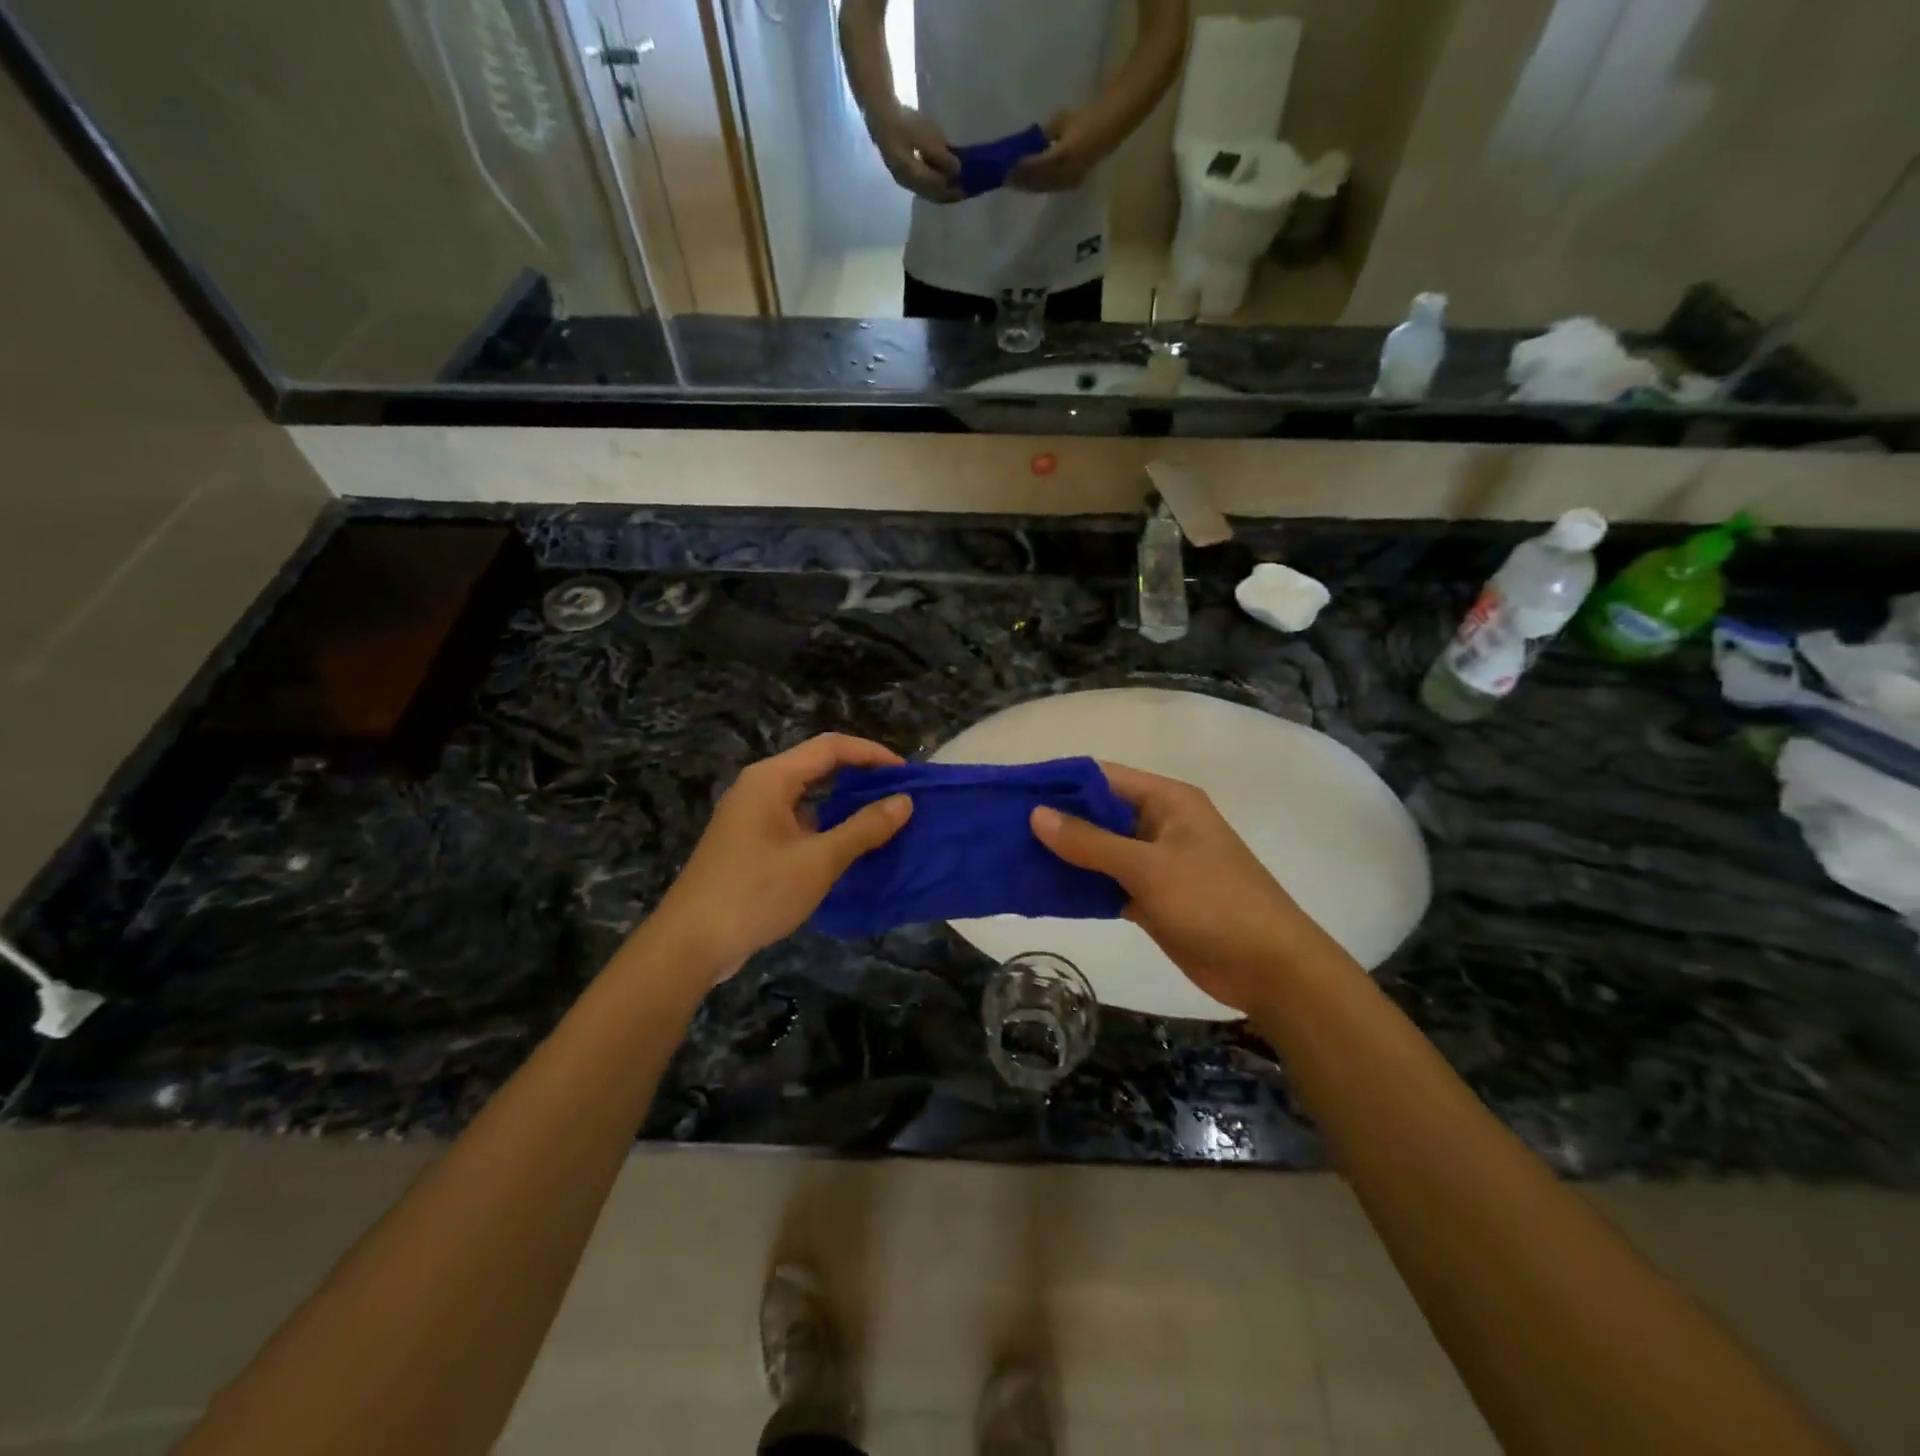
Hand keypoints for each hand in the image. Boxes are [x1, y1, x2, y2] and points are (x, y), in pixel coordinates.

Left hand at [648, 735, 912, 983]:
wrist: (691, 943)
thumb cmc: (757, 893)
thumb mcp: (819, 861)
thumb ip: (864, 828)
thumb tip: (905, 801)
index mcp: (772, 778)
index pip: (831, 747)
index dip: (872, 754)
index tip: (907, 774)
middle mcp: (759, 787)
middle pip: (818, 765)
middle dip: (860, 775)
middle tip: (899, 795)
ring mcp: (751, 815)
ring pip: (806, 794)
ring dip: (843, 802)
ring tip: (882, 818)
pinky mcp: (749, 841)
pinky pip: (795, 819)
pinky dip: (824, 824)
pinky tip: (847, 846)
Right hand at [869, 106, 963, 202]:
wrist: (880, 114)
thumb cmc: (903, 122)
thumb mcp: (924, 135)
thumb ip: (940, 154)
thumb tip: (957, 170)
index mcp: (912, 176)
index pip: (937, 189)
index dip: (952, 191)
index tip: (967, 189)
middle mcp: (908, 183)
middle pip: (932, 195)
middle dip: (949, 194)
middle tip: (965, 191)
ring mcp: (904, 179)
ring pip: (928, 191)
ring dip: (942, 189)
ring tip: (956, 185)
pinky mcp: (904, 173)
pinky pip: (923, 184)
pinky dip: (935, 183)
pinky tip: (942, 177)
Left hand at [1009, 110, 1107, 193]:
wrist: (1111, 127)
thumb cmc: (1087, 118)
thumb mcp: (1062, 121)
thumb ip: (1045, 133)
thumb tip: (1029, 142)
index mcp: (1064, 155)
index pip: (1038, 166)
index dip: (1022, 168)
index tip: (1008, 166)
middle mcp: (1067, 173)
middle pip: (1039, 181)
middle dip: (1022, 181)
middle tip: (1006, 178)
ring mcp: (1070, 181)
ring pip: (1044, 188)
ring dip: (1028, 186)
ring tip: (1014, 183)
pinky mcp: (1071, 184)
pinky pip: (1051, 188)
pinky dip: (1038, 186)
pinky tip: (1029, 184)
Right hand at [1030, 763, 1338, 1013]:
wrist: (1270, 969)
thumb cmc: (1214, 903)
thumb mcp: (1148, 867)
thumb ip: (1090, 841)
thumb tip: (1036, 814)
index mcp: (1167, 801)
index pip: (1103, 777)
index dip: (1060, 782)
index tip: (1015, 791)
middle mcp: (1160, 824)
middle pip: (1098, 814)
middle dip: (1055, 821)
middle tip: (1003, 828)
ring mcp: (1156, 862)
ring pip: (1100, 851)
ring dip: (1064, 855)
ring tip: (1012, 856)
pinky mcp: (1152, 897)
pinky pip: (1108, 882)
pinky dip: (1081, 886)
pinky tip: (1043, 890)